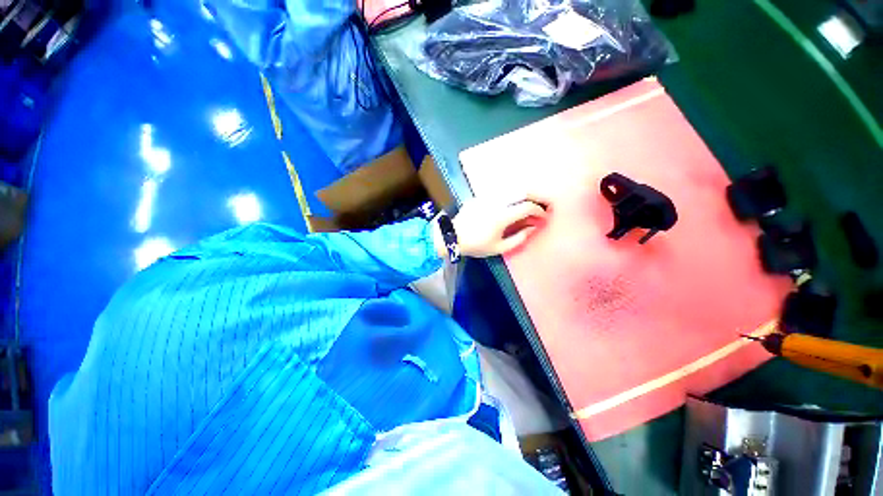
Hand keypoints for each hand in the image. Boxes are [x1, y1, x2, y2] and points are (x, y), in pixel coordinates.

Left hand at [436, 197, 548, 258]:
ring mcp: (486, 197)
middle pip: (521, 192)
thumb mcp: (499, 248)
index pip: (527, 206)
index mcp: (502, 216)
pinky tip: (508, 204)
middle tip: (541, 204)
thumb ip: (519, 238)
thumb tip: (532, 228)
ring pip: (509, 190)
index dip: (539, 210)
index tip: (543, 216)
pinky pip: (497, 194)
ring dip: (522, 196)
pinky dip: (507, 197)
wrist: (452, 237)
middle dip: (535, 197)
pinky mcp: (478, 197)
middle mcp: (496, 202)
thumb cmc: (476, 245)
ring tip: (526, 205)